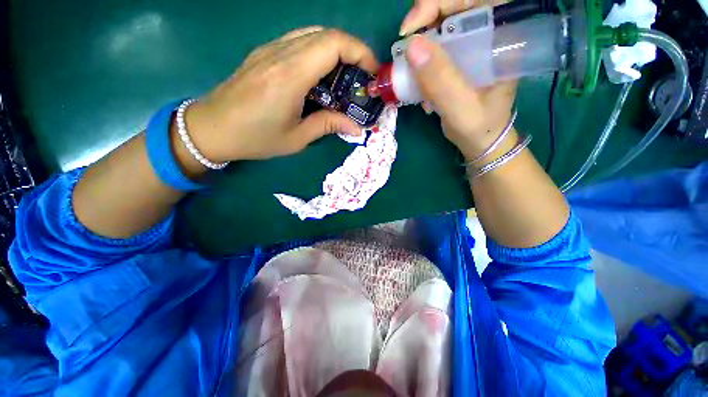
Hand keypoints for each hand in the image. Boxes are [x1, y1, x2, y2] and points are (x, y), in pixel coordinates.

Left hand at [184, 27, 377, 161]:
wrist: (211, 128)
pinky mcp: (263, 54)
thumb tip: (356, 128)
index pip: (333, 44)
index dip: (360, 52)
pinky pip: (298, 42)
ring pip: (312, 35)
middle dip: (352, 52)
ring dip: (335, 52)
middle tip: (361, 79)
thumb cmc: (255, 138)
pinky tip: (319, 77)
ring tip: (343, 79)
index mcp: (290, 76)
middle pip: (326, 34)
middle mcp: (280, 54)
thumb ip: (328, 126)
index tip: (372, 72)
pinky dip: (318, 53)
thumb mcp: (297, 138)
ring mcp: (269, 50)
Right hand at [400, 1, 515, 160]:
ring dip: (420, 51)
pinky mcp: (458, 62)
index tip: (411, 28)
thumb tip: (412, 46)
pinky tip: (420, 88)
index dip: (439, 3)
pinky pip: (435, 51)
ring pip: (440, 31)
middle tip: (405, 51)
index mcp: (501, 37)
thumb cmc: (479, 127)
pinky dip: (421, 66)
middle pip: (453, 11)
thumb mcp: (461, 108)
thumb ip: (441, 80)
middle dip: (424, 26)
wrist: (480, 141)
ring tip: (412, 77)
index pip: (474, 0)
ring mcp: (471, 49)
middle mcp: (487, 36)